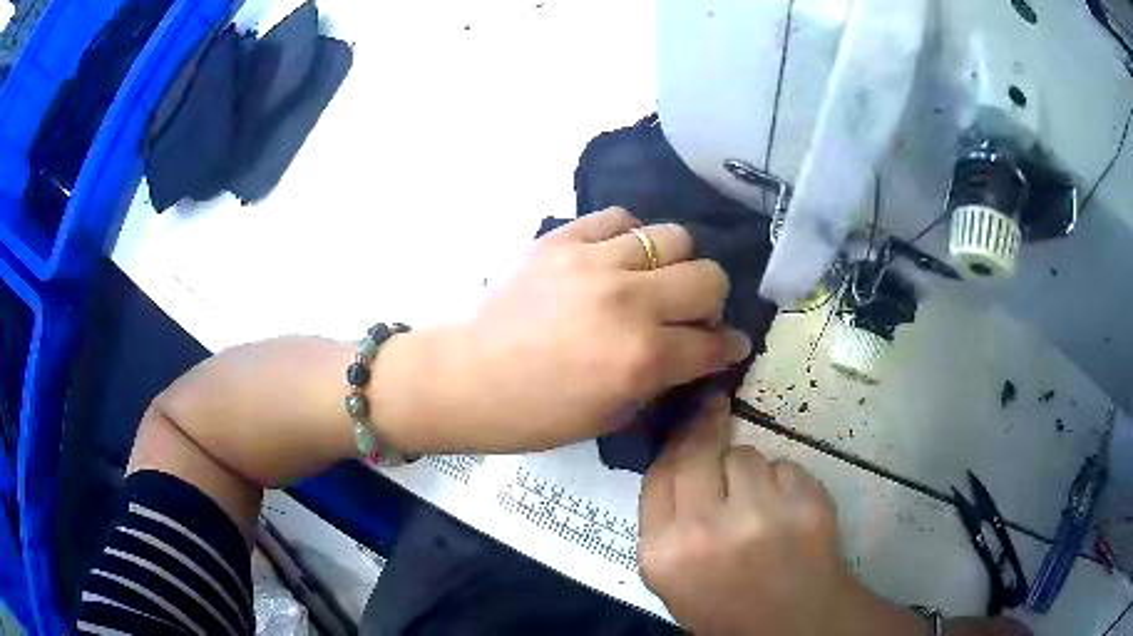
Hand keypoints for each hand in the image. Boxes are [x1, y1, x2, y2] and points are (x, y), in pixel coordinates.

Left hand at [416, 208, 750, 452]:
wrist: (467, 377)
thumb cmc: (535, 414)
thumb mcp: (610, 416)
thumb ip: (661, 380)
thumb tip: (694, 355)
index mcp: (642, 359)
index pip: (714, 343)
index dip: (731, 346)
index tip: (732, 344)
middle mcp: (630, 303)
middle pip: (709, 278)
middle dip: (711, 302)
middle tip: (690, 315)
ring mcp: (595, 263)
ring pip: (673, 237)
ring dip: (675, 264)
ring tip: (653, 281)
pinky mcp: (562, 239)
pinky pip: (619, 218)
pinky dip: (630, 236)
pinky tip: (618, 257)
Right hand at [638, 396, 925, 635]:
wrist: (792, 626)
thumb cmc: (726, 605)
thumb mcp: (673, 576)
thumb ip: (666, 521)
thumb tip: (677, 455)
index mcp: (664, 552)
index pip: (660, 473)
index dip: (675, 440)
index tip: (690, 417)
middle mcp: (706, 530)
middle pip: (699, 452)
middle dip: (708, 431)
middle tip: (716, 411)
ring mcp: (761, 515)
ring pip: (748, 455)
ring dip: (751, 471)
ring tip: (760, 505)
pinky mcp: (806, 504)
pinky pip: (785, 467)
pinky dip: (785, 482)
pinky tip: (788, 513)